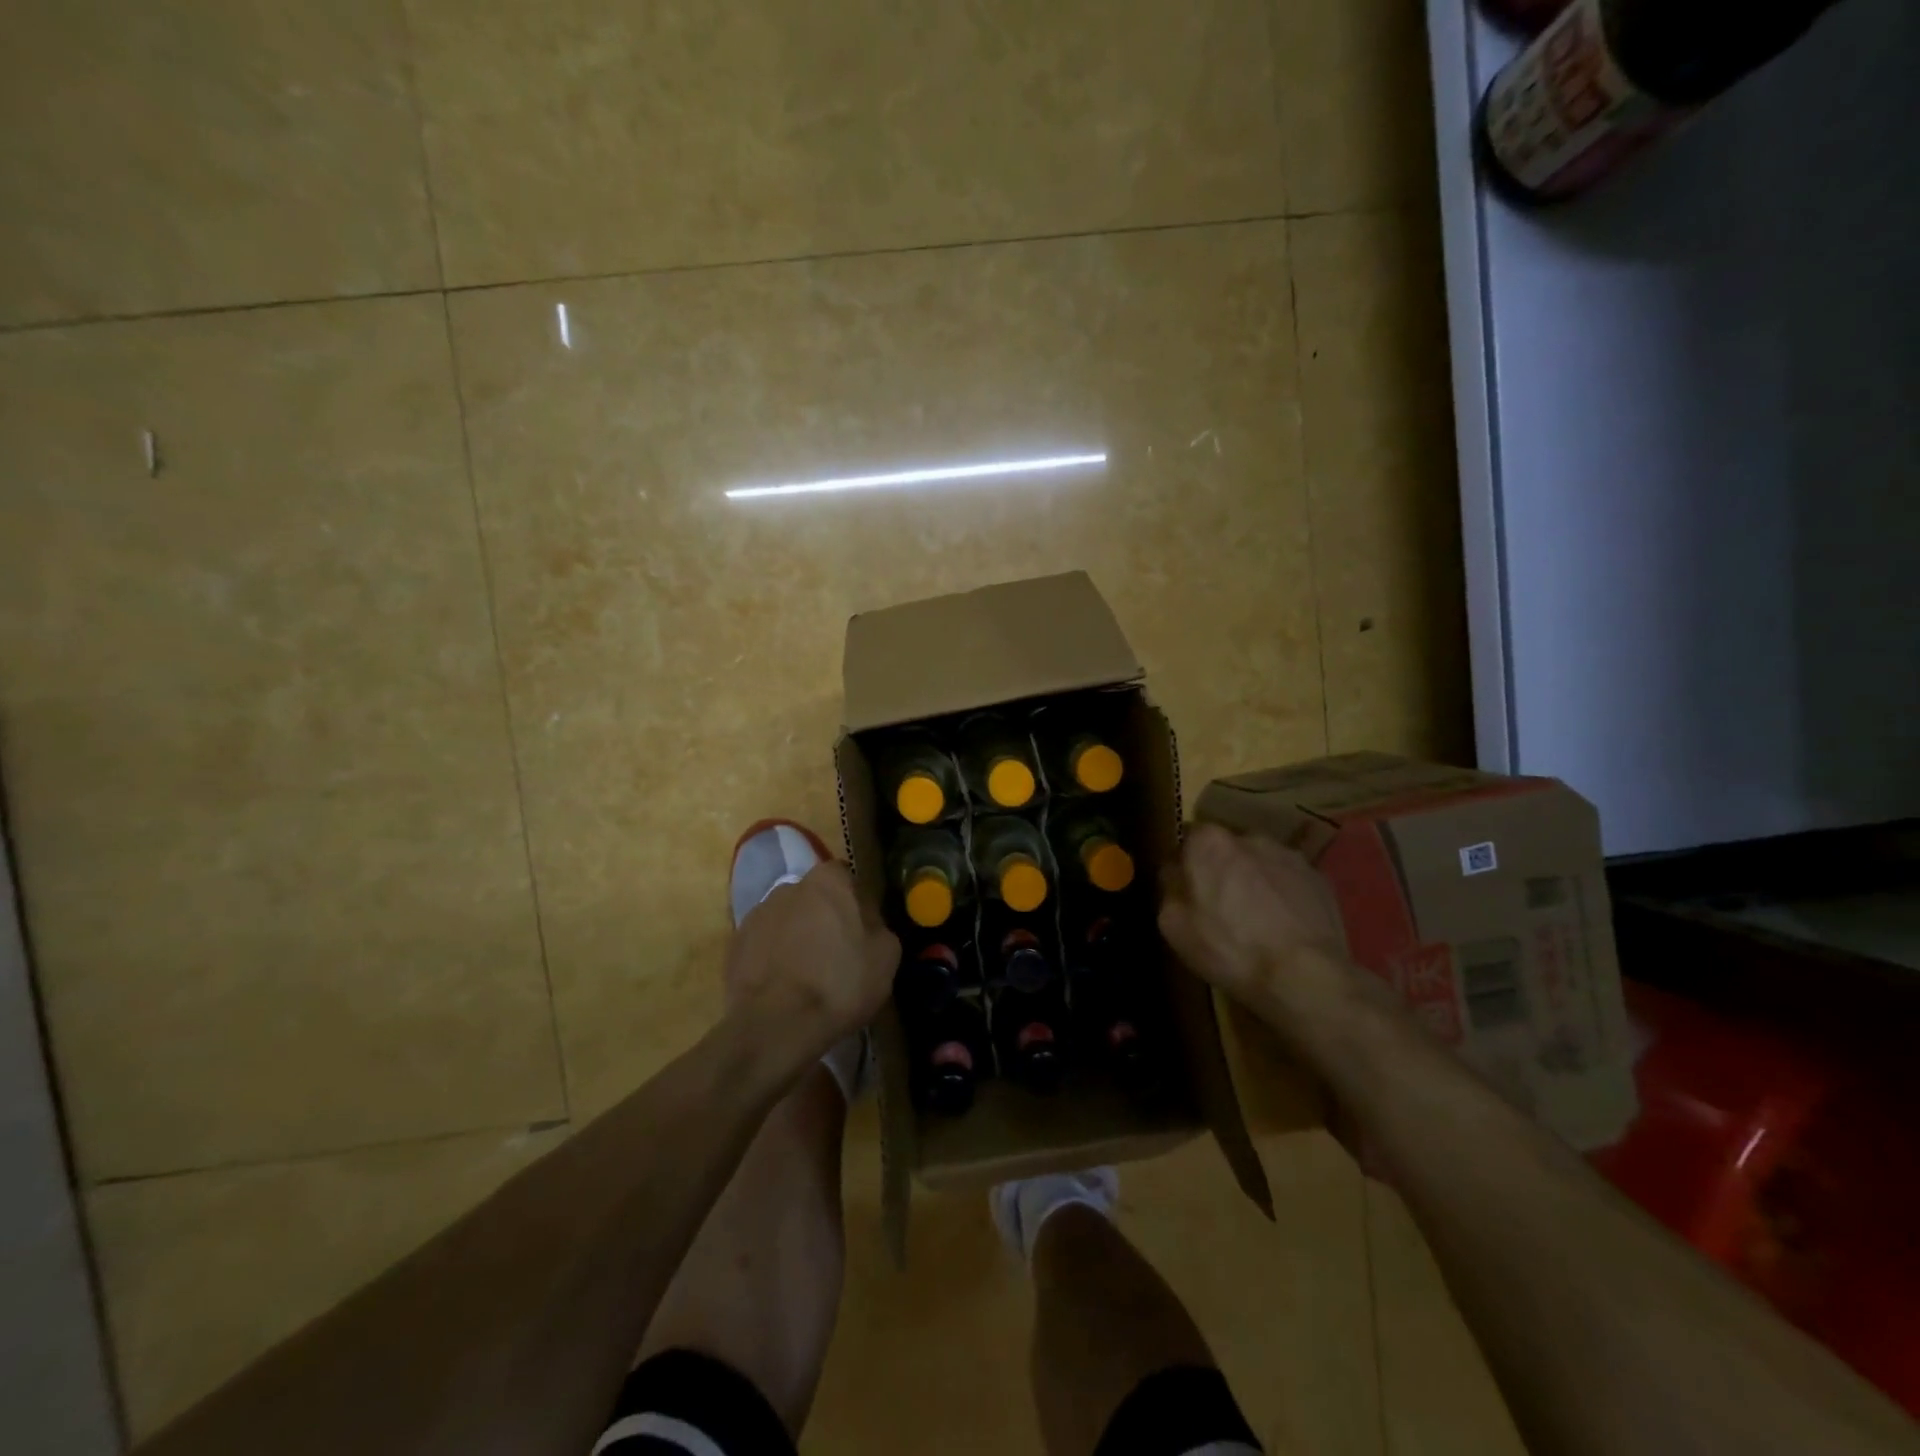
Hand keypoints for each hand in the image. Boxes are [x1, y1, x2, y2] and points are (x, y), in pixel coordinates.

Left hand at [724, 859, 898, 1063]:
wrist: (777, 1025)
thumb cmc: (841, 982)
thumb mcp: (886, 955)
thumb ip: (877, 925)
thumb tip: (865, 922)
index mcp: (828, 881)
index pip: (846, 878)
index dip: (855, 903)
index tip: (861, 930)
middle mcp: (789, 887)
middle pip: (813, 898)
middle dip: (823, 918)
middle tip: (836, 953)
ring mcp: (757, 915)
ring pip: (786, 921)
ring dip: (796, 938)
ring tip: (806, 976)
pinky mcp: (735, 945)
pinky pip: (764, 945)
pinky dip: (773, 959)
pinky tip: (784, 988)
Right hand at [1159, 824, 1370, 1039]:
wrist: (1305, 977)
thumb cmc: (1229, 949)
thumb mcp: (1173, 926)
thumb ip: (1169, 888)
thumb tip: (1175, 874)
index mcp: (1209, 843)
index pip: (1188, 839)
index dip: (1187, 865)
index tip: (1188, 891)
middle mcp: (1249, 837)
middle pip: (1227, 849)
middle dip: (1222, 870)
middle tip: (1222, 908)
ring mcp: (1289, 855)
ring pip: (1260, 863)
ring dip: (1255, 881)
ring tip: (1258, 921)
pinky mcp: (1320, 878)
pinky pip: (1290, 881)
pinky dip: (1284, 896)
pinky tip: (1284, 927)